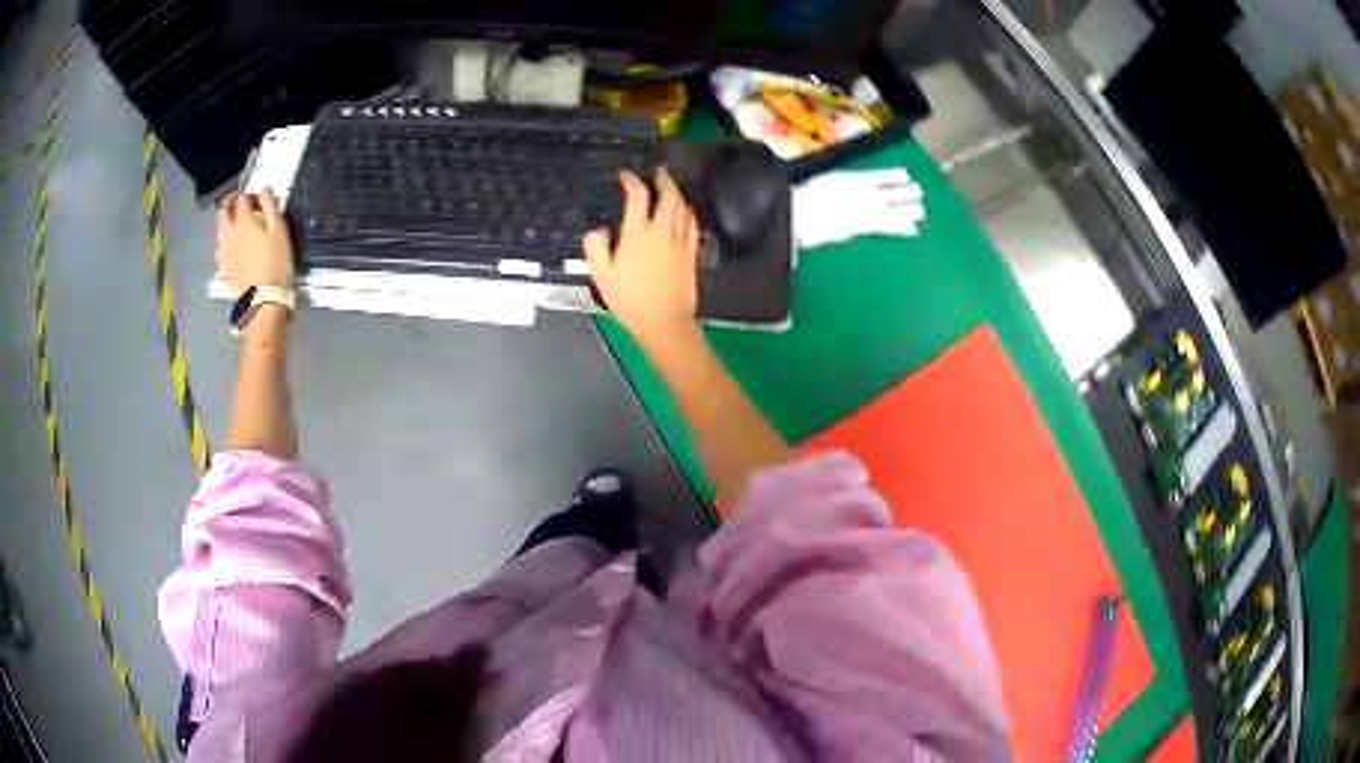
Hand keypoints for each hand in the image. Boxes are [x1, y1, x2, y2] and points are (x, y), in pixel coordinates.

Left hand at [215, 188, 293, 296]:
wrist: (262, 300)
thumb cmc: (275, 263)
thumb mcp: (280, 231)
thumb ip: (271, 206)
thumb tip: (265, 189)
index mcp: (244, 221)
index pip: (242, 199)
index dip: (248, 194)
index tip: (255, 196)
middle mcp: (229, 233)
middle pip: (223, 212)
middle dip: (229, 202)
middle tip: (236, 200)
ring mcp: (223, 251)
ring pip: (219, 229)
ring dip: (224, 221)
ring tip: (232, 220)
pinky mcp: (223, 267)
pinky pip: (219, 247)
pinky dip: (223, 239)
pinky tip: (228, 243)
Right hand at [583, 168, 700, 347]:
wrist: (664, 321)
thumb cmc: (629, 299)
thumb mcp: (601, 275)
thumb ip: (595, 247)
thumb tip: (598, 230)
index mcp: (638, 234)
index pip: (638, 196)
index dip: (632, 181)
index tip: (626, 175)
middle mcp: (663, 232)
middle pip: (669, 196)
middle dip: (664, 180)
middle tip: (658, 172)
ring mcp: (681, 242)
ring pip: (684, 208)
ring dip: (678, 194)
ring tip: (671, 188)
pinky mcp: (692, 254)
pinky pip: (693, 225)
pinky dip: (688, 212)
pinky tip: (685, 213)